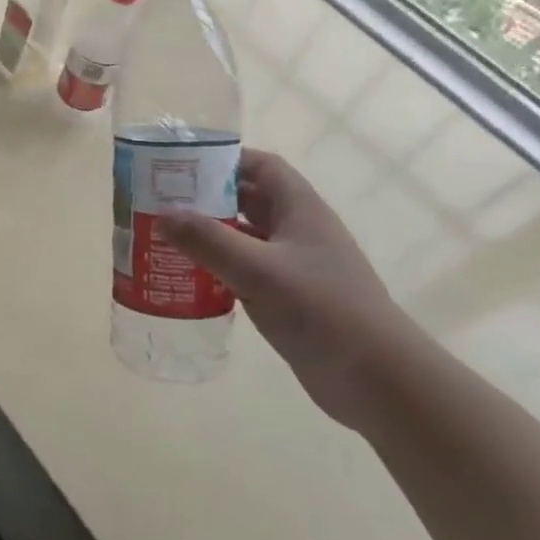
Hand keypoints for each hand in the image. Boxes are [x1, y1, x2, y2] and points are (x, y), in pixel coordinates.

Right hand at [160, 149, 430, 429]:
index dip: (226, 160)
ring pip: (245, 238)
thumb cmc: (322, 310)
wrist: (377, 379)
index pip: (262, 167)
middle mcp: (298, 231)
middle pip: (249, 200)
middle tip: (162, 202)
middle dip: (208, 197)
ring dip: (210, 236)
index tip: (183, 165)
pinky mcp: (290, 298)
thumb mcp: (259, 271)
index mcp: (300, 210)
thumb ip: (208, 240)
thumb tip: (161, 214)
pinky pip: (246, 271)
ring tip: (166, 238)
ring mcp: (295, 266)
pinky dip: (219, 269)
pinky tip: (189, 279)